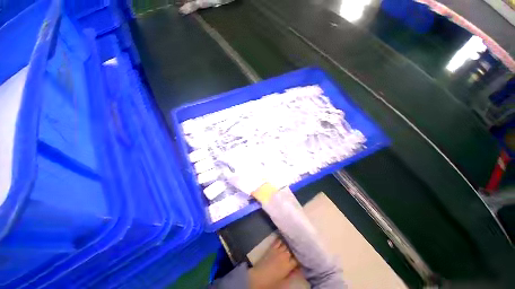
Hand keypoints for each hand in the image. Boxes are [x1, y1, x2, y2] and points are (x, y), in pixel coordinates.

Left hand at [248, 239, 298, 288]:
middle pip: (292, 249)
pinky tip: (284, 236)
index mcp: (288, 265)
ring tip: (294, 239)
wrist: (258, 277)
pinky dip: (282, 238)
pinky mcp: (272, 247)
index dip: (301, 257)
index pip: (297, 259)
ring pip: (286, 243)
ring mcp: (277, 250)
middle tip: (300, 246)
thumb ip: (292, 275)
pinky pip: (278, 241)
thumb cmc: (272, 283)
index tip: (303, 256)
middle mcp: (284, 255)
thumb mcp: (284, 282)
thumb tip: (299, 270)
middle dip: (296, 248)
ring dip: (290, 242)